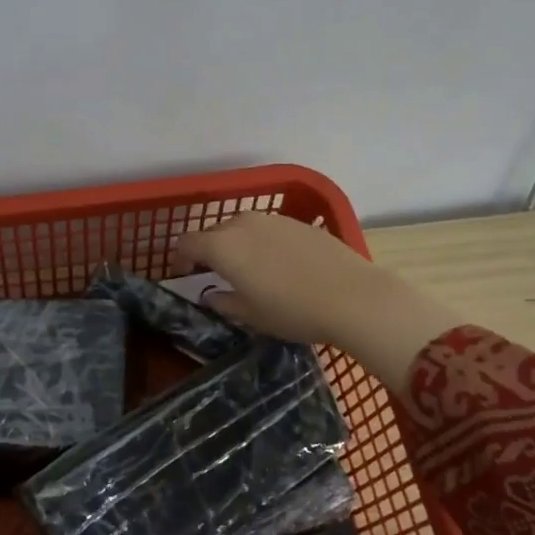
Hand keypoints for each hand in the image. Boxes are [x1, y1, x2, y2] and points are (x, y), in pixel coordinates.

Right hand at [174, 212, 459, 387]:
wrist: (353, 297)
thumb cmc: (292, 310)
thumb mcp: (251, 315)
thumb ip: (224, 302)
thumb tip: (212, 295)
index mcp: (223, 246)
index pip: (187, 243)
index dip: (181, 259)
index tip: (187, 277)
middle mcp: (244, 224)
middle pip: (214, 232)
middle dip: (209, 251)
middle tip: (217, 276)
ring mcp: (274, 219)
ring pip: (242, 228)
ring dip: (237, 245)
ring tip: (249, 271)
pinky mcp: (299, 223)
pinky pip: (268, 229)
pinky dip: (262, 244)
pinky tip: (279, 266)